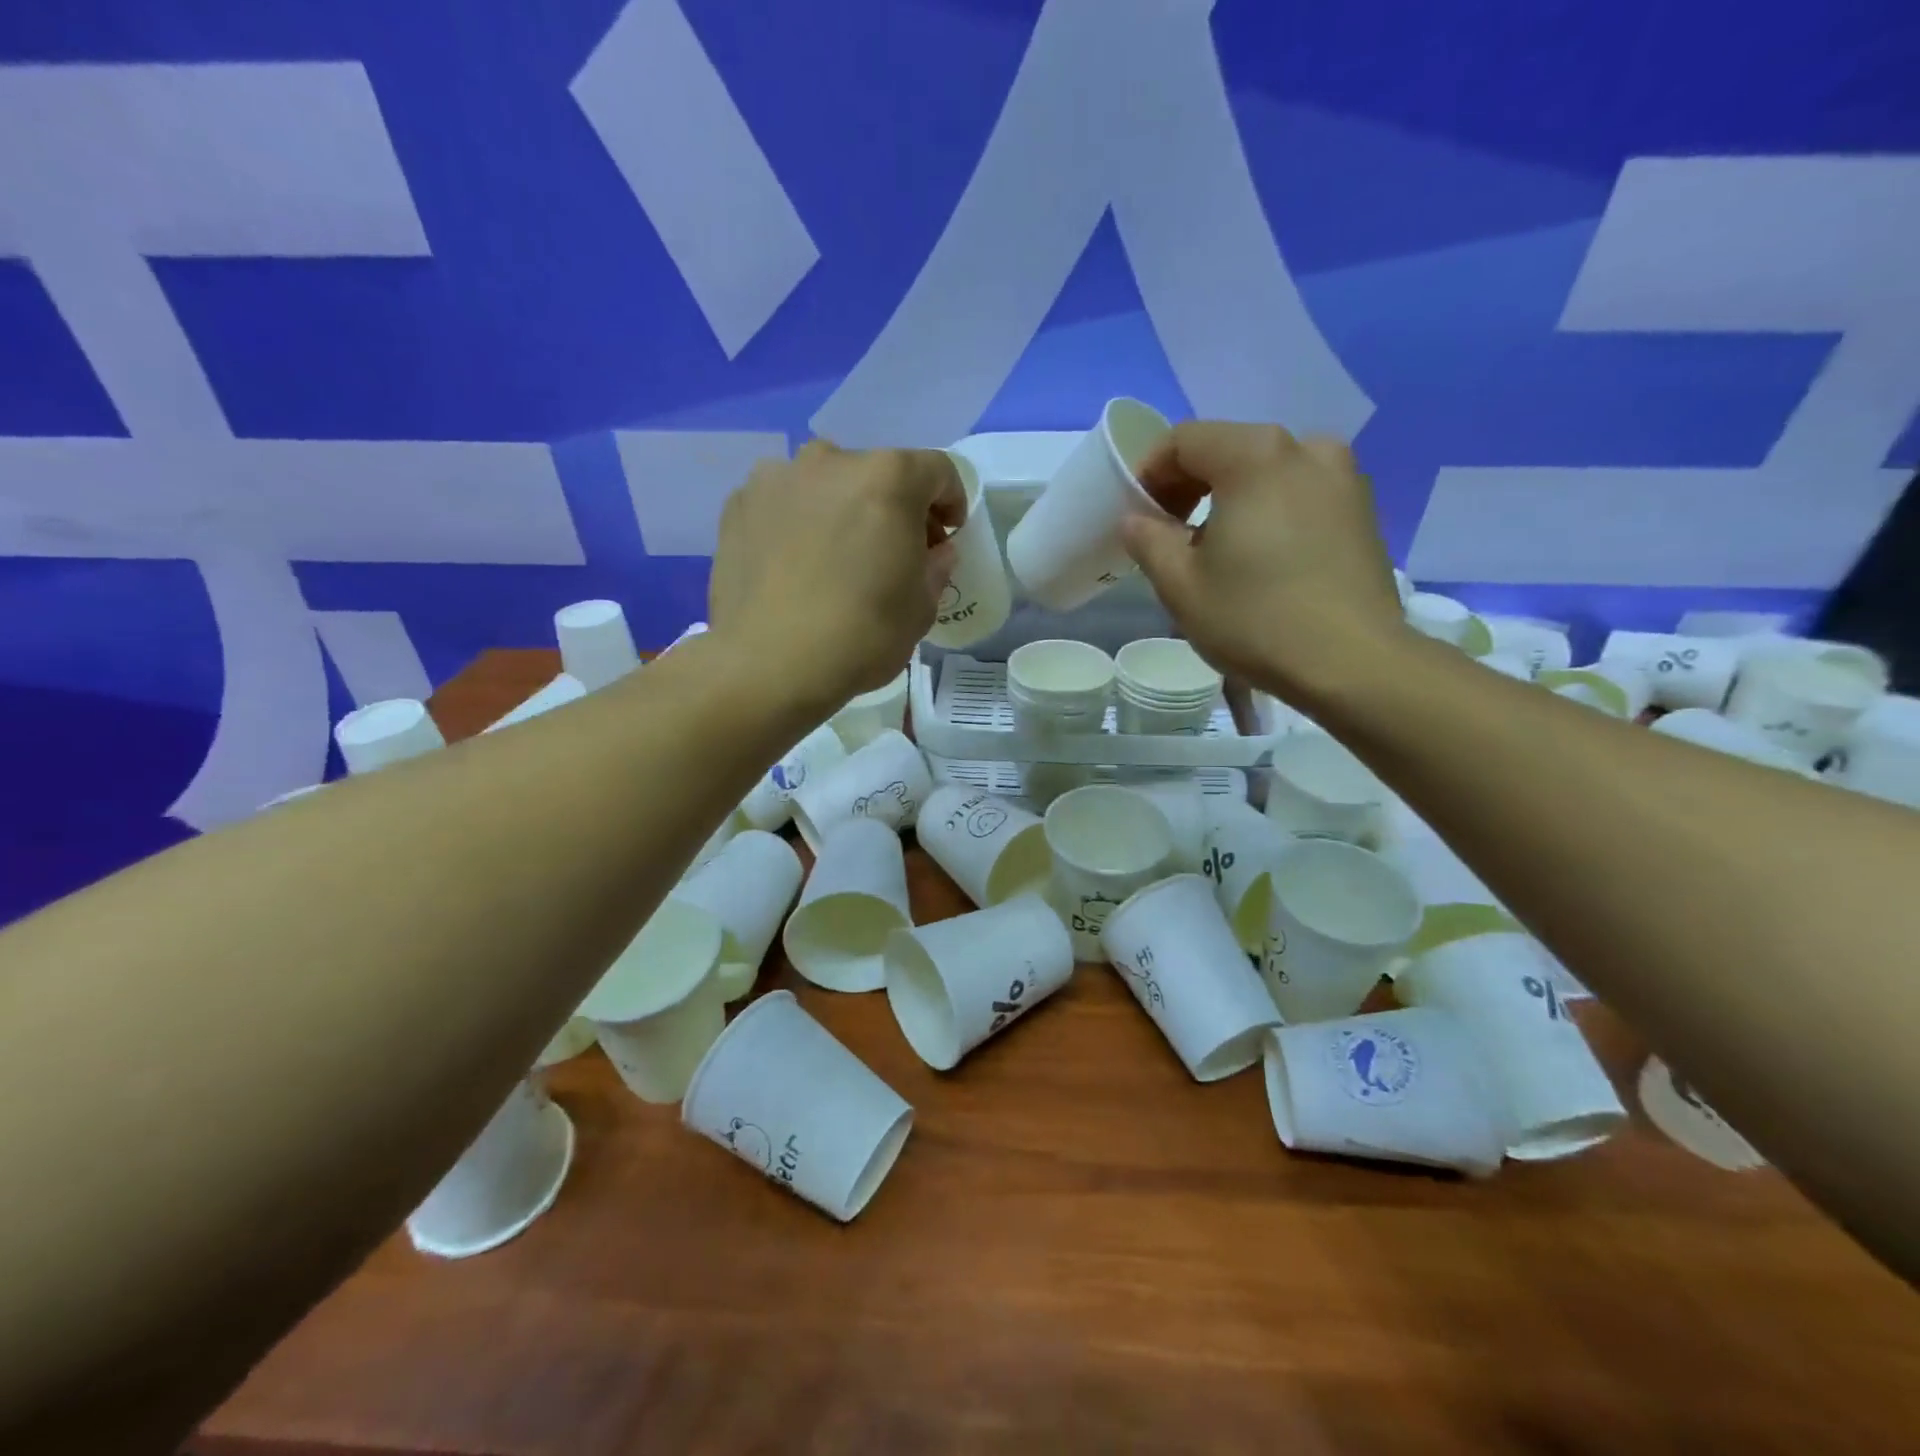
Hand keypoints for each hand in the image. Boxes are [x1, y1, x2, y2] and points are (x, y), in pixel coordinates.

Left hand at [708, 440, 965, 714]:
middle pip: (877, 473)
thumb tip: (932, 552)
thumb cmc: (861, 635)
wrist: (768, 664)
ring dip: (841, 510)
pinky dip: (797, 524)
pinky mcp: (738, 505)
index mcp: (887, 478)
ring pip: (825, 485)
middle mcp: (830, 461)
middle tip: (892, 553)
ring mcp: (777, 479)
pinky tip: (794, 567)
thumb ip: (935, 567)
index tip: (946, 536)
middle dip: (893, 507)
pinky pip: (784, 504)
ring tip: (836, 558)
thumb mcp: (921, 608)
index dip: (951, 501)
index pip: (937, 471)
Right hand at [1120, 422, 1406, 703]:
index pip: (1185, 440)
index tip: (1139, 517)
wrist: (1353, 663)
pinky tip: (1261, 559)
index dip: (1150, 473)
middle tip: (1169, 535)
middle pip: (1228, 450)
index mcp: (1255, 456)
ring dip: (1230, 500)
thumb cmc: (1255, 619)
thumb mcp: (1180, 585)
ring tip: (1216, 551)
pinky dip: (1269, 511)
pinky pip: (1300, 494)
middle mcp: (1305, 449)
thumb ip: (1147, 540)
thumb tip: (1136, 519)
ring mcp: (1343, 477)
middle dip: (1189, 486)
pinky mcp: (1363, 511)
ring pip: (1267, 472)